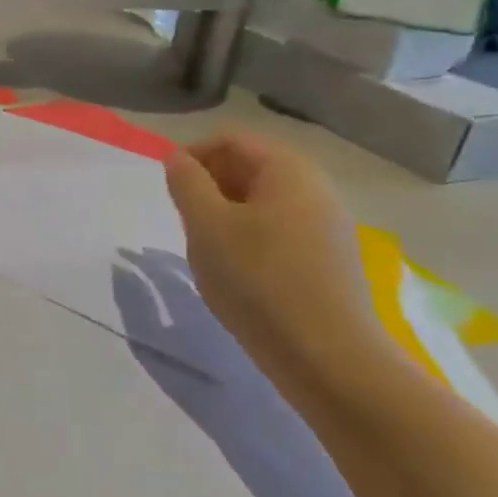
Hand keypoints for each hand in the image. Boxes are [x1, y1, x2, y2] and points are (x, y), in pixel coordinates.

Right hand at [164, 131, 383, 374]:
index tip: (168, 188)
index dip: (193, 155)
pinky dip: (249, 238)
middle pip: (250, 167)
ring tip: (207, 248)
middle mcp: (315, 189)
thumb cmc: (257, 279)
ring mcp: (327, 226)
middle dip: (210, 185)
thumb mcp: (206, 226)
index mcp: (288, 170)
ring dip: (226, 214)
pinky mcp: (329, 260)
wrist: (326, 356)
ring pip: (263, 202)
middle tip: (184, 219)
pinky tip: (237, 272)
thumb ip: (187, 183)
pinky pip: (279, 231)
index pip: (231, 140)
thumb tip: (177, 158)